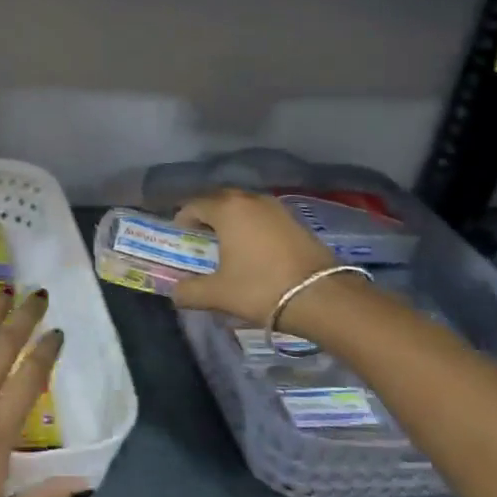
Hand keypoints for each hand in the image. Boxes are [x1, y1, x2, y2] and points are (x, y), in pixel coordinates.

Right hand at [171, 188, 335, 324]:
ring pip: (243, 208)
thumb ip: (188, 292)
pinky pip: (263, 217)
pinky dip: (253, 228)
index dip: (181, 221)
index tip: (180, 241)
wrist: (322, 297)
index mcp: (227, 209)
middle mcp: (251, 199)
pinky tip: (255, 251)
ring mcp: (277, 207)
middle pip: (219, 201)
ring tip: (228, 248)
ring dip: (231, 222)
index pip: (193, 205)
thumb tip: (175, 292)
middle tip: (200, 243)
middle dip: (206, 219)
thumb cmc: (261, 288)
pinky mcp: (296, 220)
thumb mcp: (218, 294)